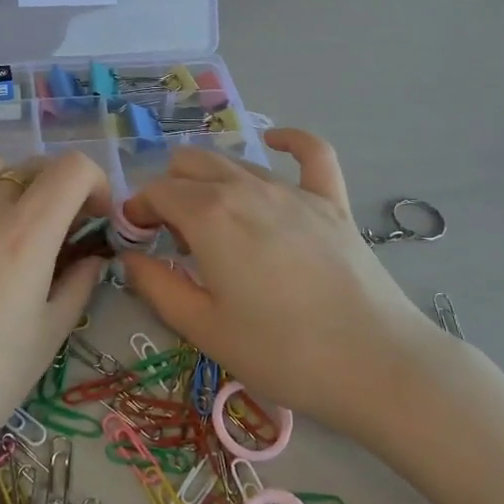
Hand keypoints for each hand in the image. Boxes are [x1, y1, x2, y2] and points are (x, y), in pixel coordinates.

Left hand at [0, 153, 109, 458]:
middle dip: (61, 191)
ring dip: (14, 186)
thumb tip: (92, 259)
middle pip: (35, 167)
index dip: (96, 184)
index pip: (73, 168)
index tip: (96, 221)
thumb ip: (77, 286)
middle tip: (62, 235)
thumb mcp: (47, 337)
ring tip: (13, 228)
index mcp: (28, 232)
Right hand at [119, 130, 452, 441]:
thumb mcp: (204, 328)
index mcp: (209, 215)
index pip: (158, 191)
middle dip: (170, 190)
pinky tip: (275, 142)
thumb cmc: (281, 352)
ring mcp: (293, 190)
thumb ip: (157, 287)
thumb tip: (129, 258)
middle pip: (192, 164)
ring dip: (211, 182)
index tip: (137, 238)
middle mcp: (246, 188)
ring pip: (236, 161)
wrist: (374, 363)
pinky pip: (311, 152)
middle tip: (173, 237)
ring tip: (214, 225)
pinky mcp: (332, 201)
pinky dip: (288, 141)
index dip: (139, 209)